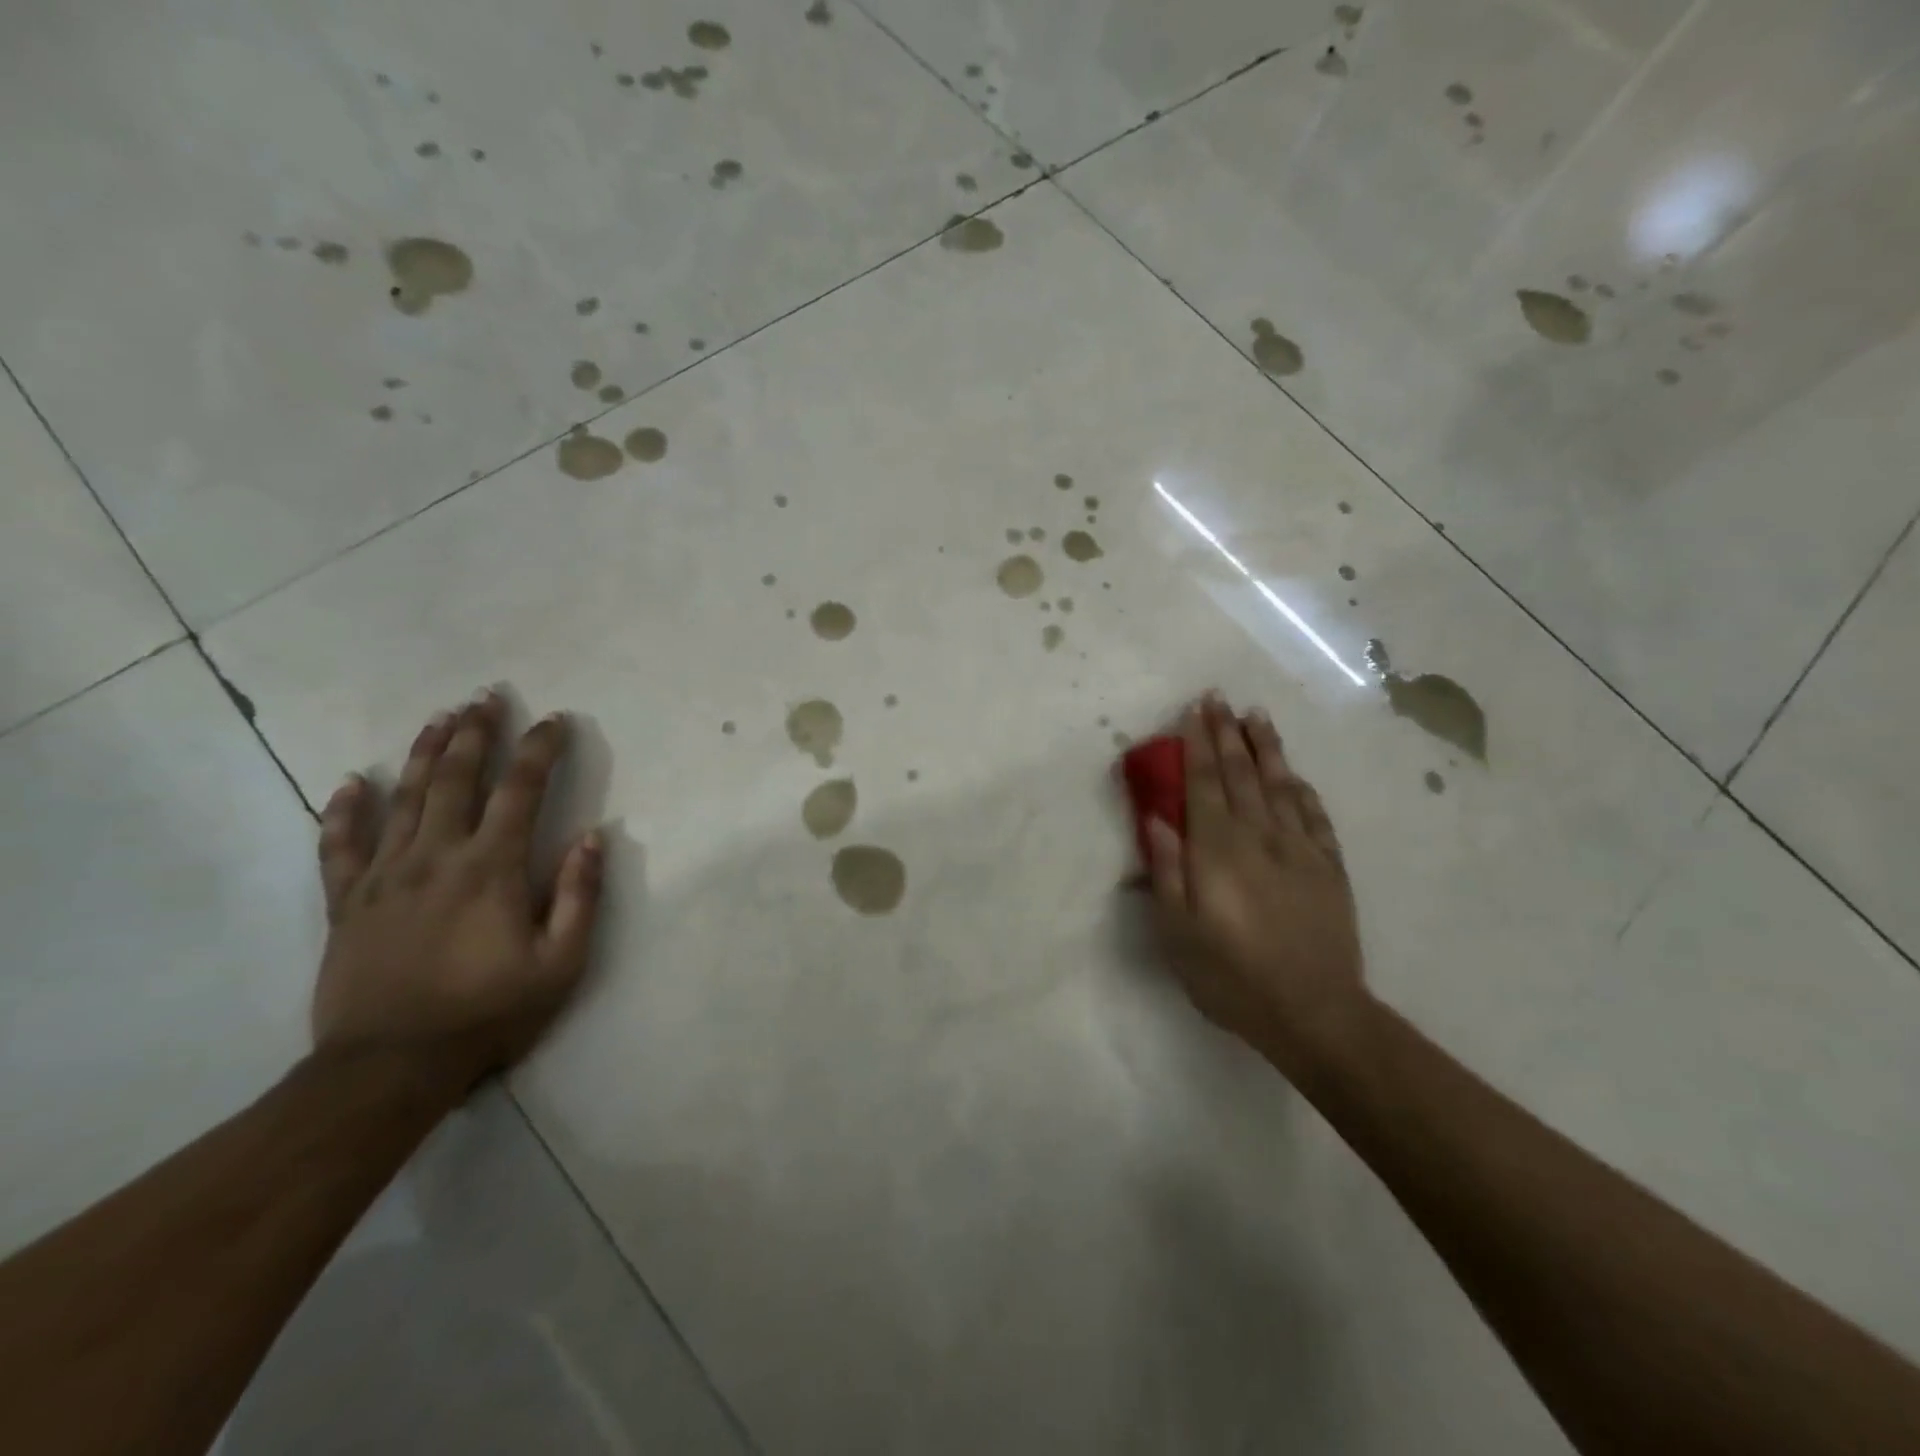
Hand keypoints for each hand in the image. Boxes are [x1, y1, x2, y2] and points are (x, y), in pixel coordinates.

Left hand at [312, 691, 603, 1098]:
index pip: (521, 790)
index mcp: (491, 868)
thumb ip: (579, 895)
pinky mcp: (346, 902)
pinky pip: (339, 846)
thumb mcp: (561, 963)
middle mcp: (436, 856)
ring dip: (424, 754)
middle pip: (456, 779)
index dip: (540, 749)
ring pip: (403, 798)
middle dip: (475, 733)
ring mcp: (384, 876)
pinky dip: (344, 811)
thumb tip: (594, 836)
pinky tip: (350, 782)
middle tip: (487, 696)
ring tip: (440, 717)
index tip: (555, 719)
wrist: (389, 1067)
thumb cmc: (488, 1013)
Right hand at [1145, 695, 1368, 1075]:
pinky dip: (1303, 790)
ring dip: (1266, 748)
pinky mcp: (1329, 868)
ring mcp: (1300, 850)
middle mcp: (1259, 836)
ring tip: (1256, 716)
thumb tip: (1157, 818)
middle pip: (1240, 774)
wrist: (1314, 1012)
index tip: (1193, 710)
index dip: (1196, 744)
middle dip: (1226, 733)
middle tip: (1218, 698)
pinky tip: (1296, 775)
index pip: (1203, 783)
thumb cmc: (1231, 976)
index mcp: (1217, 849)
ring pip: (1280, 785)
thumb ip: (1166, 871)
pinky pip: (1315, 816)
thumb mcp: (1178, 932)